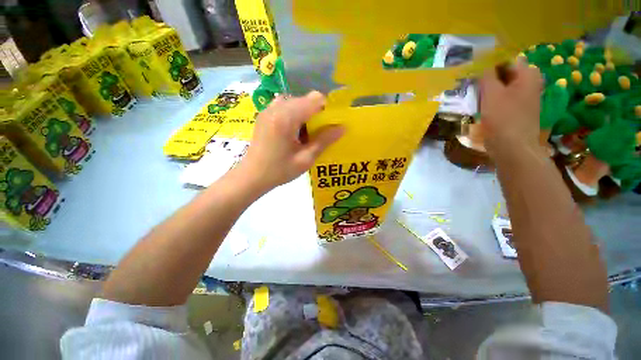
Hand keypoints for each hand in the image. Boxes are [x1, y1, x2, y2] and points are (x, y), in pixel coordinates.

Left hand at [237, 91, 343, 192]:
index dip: (327, 110)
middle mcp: (276, 107)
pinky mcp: (264, 114)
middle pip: (305, 99)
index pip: (315, 99)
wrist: (251, 176)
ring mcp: (268, 109)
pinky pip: (285, 106)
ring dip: (305, 114)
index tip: (330, 126)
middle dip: (316, 113)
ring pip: (296, 102)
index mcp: (286, 118)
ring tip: (305, 134)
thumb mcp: (305, 159)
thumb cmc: (279, 171)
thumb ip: (324, 141)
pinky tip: (292, 132)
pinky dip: (294, 115)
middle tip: (317, 134)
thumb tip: (342, 127)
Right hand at [479, 59, 543, 157]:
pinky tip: (484, 109)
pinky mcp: (520, 111)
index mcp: (528, 75)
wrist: (513, 147)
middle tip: (474, 89)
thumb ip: (487, 76)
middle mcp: (531, 84)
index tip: (475, 77)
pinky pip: (505, 100)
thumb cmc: (503, 118)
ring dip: (490, 92)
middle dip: (489, 80)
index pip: (507, 61)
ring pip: (504, 88)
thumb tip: (483, 66)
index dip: (490, 67)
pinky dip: (494, 102)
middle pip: (506, 75)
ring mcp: (527, 99)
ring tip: (477, 99)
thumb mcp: (491, 93)